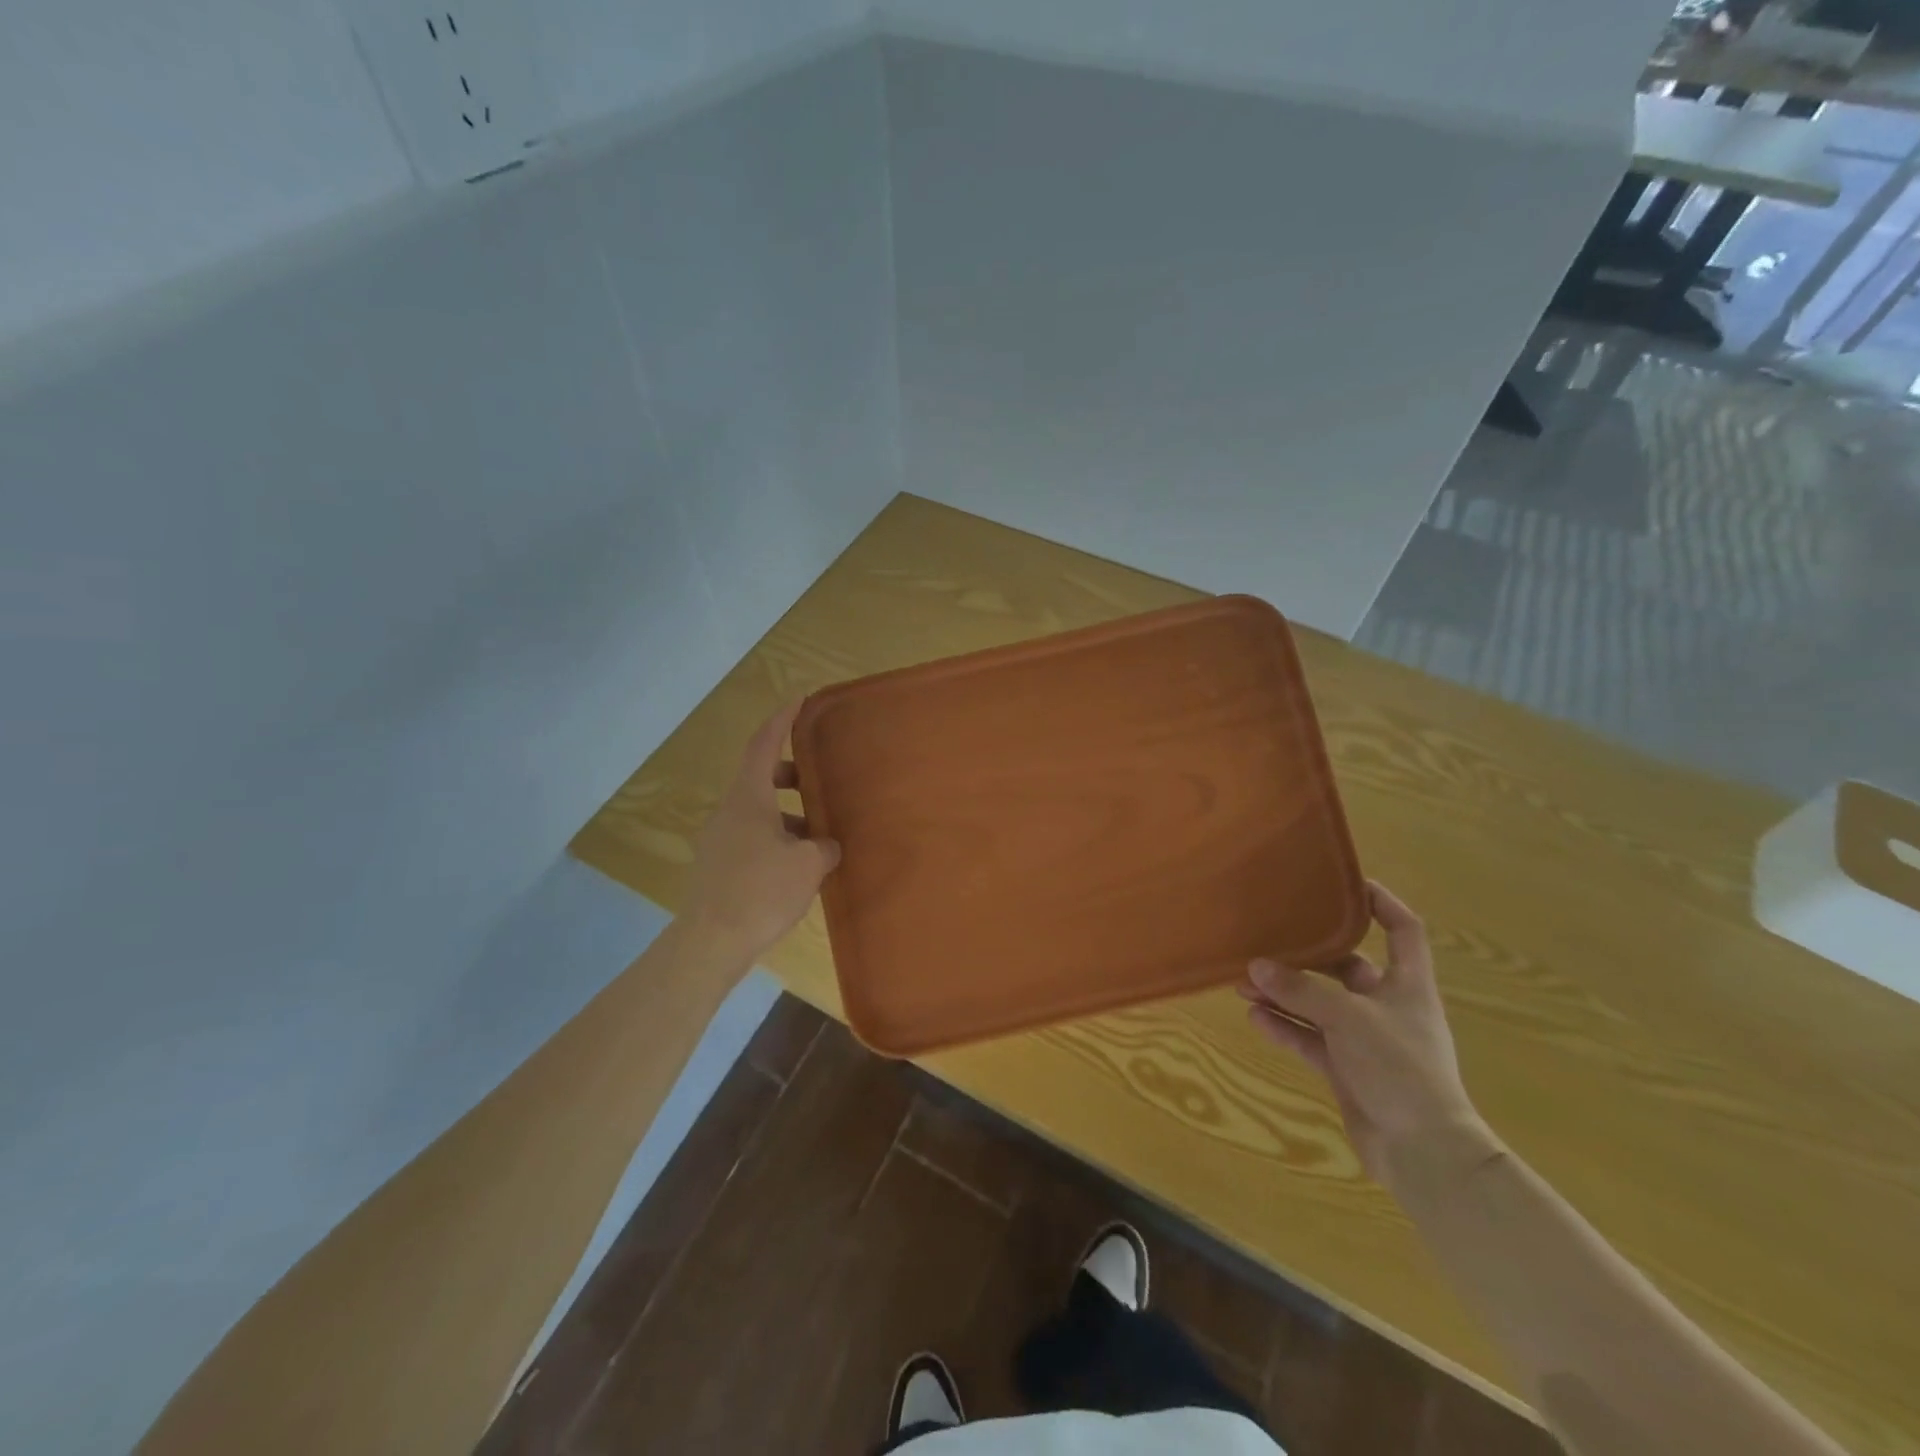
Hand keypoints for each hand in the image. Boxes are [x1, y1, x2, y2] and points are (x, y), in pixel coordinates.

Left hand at [681, 703, 840, 966]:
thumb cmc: (762, 891)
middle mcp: (729, 811)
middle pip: (759, 777)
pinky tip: (798, 865)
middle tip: (818, 780)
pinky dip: (776, 838)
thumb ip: (824, 847)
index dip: (781, 720)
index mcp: (748, 798)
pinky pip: (751, 837)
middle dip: (790, 774)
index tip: (799, 700)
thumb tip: (826, 846)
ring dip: (786, 814)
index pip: (763, 744)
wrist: (711, 942)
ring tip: (818, 834)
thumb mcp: (808, 865)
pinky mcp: (718, 865)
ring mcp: (719, 839)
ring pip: (756, 811)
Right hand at [1239, 882, 1490, 1190]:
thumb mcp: (1349, 1019)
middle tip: (1269, 939)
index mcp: (1408, 985)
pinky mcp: (1347, 1069)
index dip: (1381, 903)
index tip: (1345, 884)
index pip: (1403, 930)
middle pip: (1347, 967)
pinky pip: (1310, 1039)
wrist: (1424, 1154)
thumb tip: (1256, 965)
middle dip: (1307, 955)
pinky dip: (1285, 1027)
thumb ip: (1301, 991)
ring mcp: (1366, 1040)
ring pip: (1319, 1004)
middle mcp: (1387, 1007)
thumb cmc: (1400, 1069)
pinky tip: (1254, 1017)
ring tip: (1244, 981)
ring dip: (1285, 993)